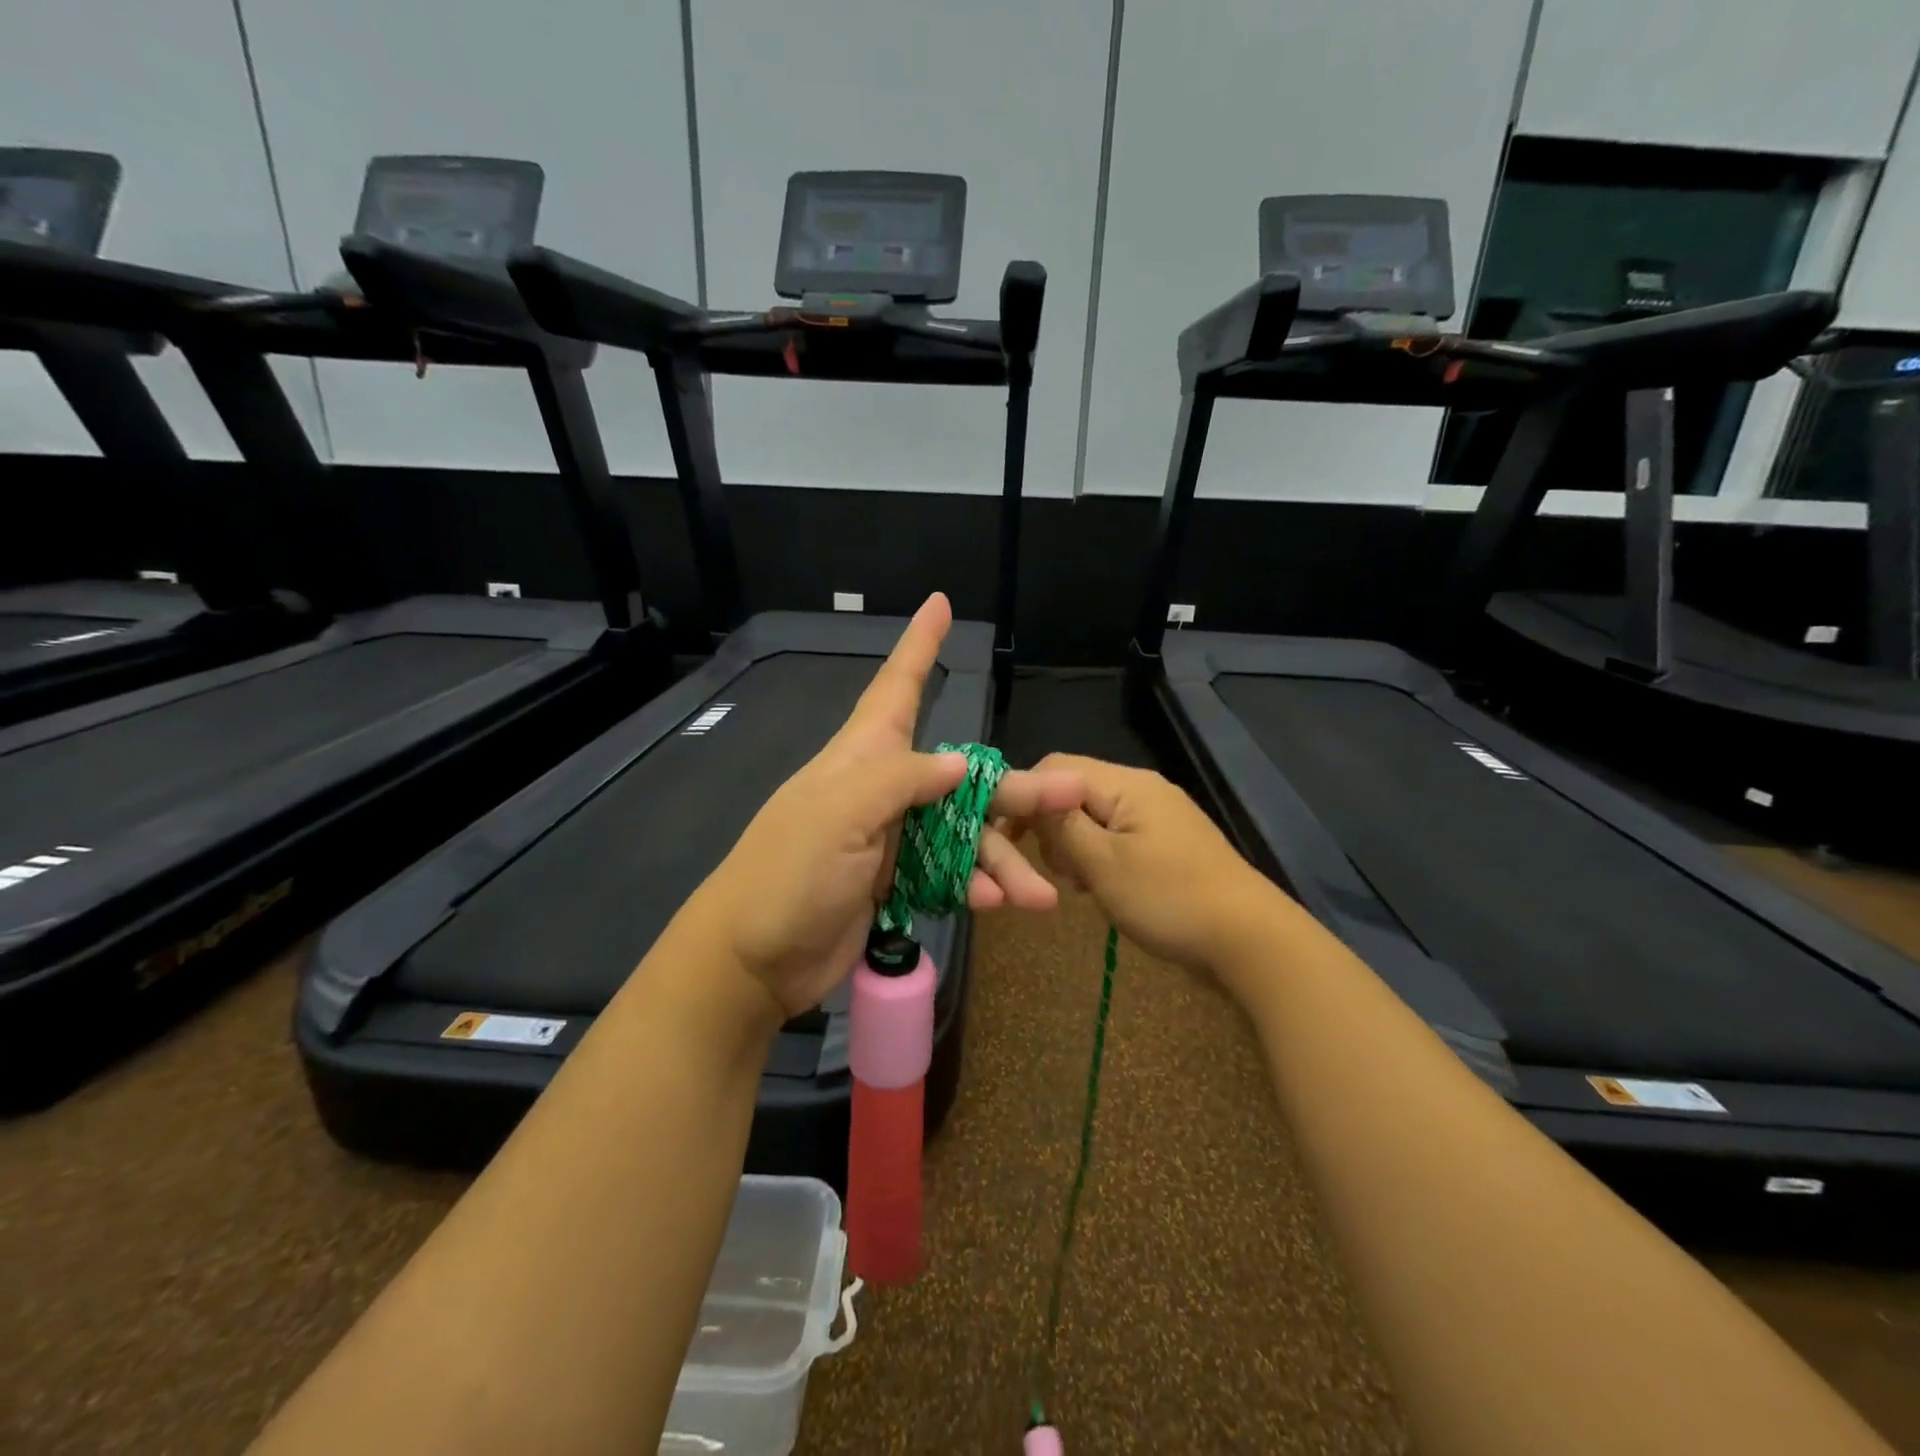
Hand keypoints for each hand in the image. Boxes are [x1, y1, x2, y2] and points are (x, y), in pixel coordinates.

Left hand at [693, 594, 1085, 1018]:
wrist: (754, 960)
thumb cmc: (789, 872)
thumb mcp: (842, 812)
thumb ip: (902, 780)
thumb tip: (959, 762)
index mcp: (862, 757)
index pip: (896, 688)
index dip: (918, 646)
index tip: (939, 604)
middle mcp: (883, 790)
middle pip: (962, 778)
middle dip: (1014, 789)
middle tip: (1070, 793)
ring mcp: (893, 839)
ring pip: (964, 836)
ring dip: (1003, 861)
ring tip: (1042, 895)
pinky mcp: (897, 883)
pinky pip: (950, 876)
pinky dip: (976, 887)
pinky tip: (998, 904)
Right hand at [1004, 754, 1286, 1000]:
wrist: (1249, 940)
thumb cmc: (1169, 899)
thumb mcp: (1103, 864)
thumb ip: (1061, 827)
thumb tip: (1031, 800)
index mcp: (1126, 784)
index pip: (1055, 768)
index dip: (1025, 798)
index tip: (1008, 840)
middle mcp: (1142, 789)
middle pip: (1074, 792)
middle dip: (1053, 828)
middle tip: (1056, 872)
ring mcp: (1159, 816)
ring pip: (1095, 818)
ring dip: (1076, 848)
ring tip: (1080, 886)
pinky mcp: (1168, 843)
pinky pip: (1118, 838)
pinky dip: (1100, 858)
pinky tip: (1103, 890)